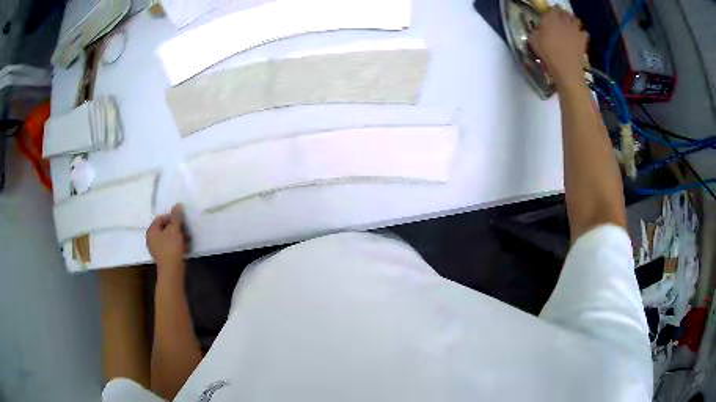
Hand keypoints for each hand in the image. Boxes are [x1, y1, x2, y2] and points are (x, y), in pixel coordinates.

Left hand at [146, 204, 188, 275]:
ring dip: (179, 237)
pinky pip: (170, 247)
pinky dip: (178, 245)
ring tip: (188, 239)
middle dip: (177, 228)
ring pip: (169, 238)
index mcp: (152, 231)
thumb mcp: (175, 229)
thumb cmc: (171, 248)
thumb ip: (176, 216)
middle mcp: (152, 239)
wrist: (172, 271)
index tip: (181, 221)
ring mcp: (157, 249)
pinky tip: (186, 247)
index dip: (172, 217)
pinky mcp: (163, 257)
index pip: (161, 218)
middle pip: (165, 228)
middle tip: (186, 230)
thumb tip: (178, 204)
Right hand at [528, 7, 587, 88]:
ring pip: (576, 20)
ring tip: (570, 27)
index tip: (549, 17)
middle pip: (565, 13)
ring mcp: (575, 30)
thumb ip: (536, 31)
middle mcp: (564, 20)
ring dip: (573, 22)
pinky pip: (585, 32)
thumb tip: (538, 29)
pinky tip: (579, 37)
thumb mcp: (534, 41)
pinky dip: (582, 33)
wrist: (566, 69)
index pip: (552, 8)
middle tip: (560, 21)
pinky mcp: (583, 40)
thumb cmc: (548, 54)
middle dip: (563, 15)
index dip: (551, 12)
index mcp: (551, 18)